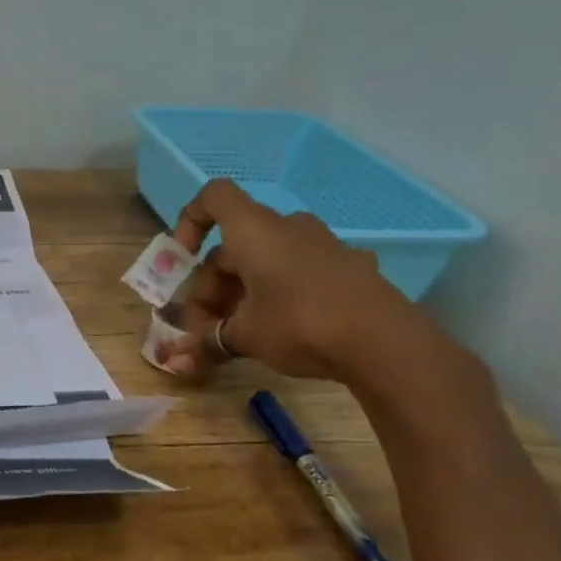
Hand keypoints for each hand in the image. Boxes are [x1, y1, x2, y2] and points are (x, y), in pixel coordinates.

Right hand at [154, 179, 433, 383]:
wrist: (386, 343)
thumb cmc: (300, 324)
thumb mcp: (245, 337)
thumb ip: (206, 344)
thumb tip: (173, 363)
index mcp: (256, 231)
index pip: (214, 197)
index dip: (189, 221)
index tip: (182, 260)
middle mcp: (288, 228)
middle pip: (234, 246)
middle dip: (212, 288)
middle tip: (206, 330)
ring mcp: (323, 246)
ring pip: (265, 262)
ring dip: (242, 294)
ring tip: (239, 336)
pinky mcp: (348, 269)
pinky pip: (297, 273)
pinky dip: (277, 296)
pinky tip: (282, 333)